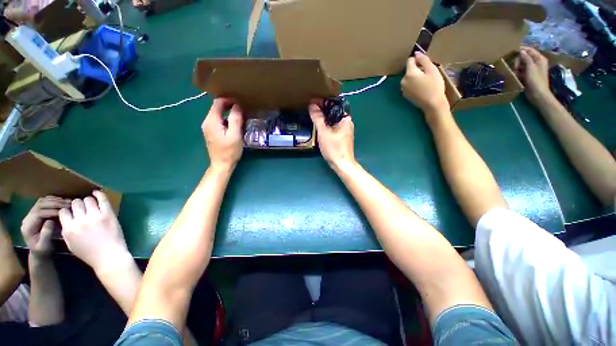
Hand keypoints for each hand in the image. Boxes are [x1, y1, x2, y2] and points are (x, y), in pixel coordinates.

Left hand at [21, 196, 70, 257]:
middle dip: (55, 204)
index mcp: (28, 226)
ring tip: (68, 203)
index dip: (52, 211)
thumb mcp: (44, 246)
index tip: (64, 212)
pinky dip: (54, 200)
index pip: (38, 213)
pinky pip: (44, 202)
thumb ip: (45, 234)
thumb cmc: (43, 250)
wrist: (40, 252)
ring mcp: (32, 214)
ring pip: (42, 201)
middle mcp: (28, 217)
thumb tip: (50, 221)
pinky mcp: (37, 212)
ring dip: (55, 200)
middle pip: (40, 205)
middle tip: (69, 204)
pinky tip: (63, 202)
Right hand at [60, 191, 129, 271]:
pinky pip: (102, 199)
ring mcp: (95, 216)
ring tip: (90, 203)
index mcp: (68, 229)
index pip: (63, 212)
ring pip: (87, 200)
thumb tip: (66, 220)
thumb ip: (66, 231)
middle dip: (77, 205)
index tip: (71, 212)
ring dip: (88, 200)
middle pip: (75, 204)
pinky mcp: (108, 214)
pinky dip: (99, 194)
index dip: (67, 211)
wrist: (109, 256)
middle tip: (82, 208)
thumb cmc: (89, 253)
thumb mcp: (71, 244)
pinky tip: (97, 192)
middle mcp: (80, 221)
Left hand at [202, 98, 243, 170]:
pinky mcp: (211, 133)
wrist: (221, 165)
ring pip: (217, 114)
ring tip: (240, 116)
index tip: (241, 103)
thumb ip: (235, 119)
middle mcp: (207, 122)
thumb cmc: (229, 151)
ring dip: (228, 113)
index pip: (218, 103)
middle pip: (216, 107)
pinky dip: (226, 119)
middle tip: (242, 109)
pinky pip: (218, 121)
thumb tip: (237, 106)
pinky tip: (234, 124)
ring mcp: (208, 128)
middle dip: (229, 106)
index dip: (229, 100)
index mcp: (211, 121)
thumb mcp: (235, 135)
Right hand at [309, 100, 355, 170]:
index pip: (334, 104)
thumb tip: (312, 104)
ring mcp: (345, 130)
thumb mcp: (323, 132)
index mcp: (346, 118)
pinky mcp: (342, 137)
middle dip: (322, 110)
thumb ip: (318, 118)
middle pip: (334, 112)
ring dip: (324, 118)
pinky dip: (327, 125)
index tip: (312, 101)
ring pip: (333, 120)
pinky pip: (333, 126)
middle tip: (310, 108)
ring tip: (313, 115)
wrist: (342, 164)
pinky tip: (319, 126)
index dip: (323, 102)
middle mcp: (347, 122)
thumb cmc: (334, 148)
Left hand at [401, 51, 448, 113]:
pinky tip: (422, 88)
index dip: (418, 60)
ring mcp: (403, 89)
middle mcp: (403, 81)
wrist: (432, 104)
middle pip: (409, 70)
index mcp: (409, 74)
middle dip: (417, 69)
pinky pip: (409, 85)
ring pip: (409, 78)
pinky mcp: (405, 95)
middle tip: (428, 74)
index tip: (426, 64)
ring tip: (426, 81)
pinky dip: (414, 84)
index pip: (410, 60)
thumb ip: (423, 60)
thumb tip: (416, 52)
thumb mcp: (432, 70)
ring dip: (416, 76)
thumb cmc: (434, 86)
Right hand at [514, 47, 551, 103]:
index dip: (522, 50)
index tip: (512, 52)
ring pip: (522, 64)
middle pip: (525, 57)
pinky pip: (521, 71)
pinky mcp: (529, 75)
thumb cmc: (536, 80)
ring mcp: (533, 69)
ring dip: (517, 67)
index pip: (530, 50)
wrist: (538, 94)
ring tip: (514, 71)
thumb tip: (521, 51)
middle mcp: (537, 62)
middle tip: (514, 66)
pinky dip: (517, 72)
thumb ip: (526, 58)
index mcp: (540, 58)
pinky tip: (515, 75)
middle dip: (518, 60)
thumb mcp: (531, 68)